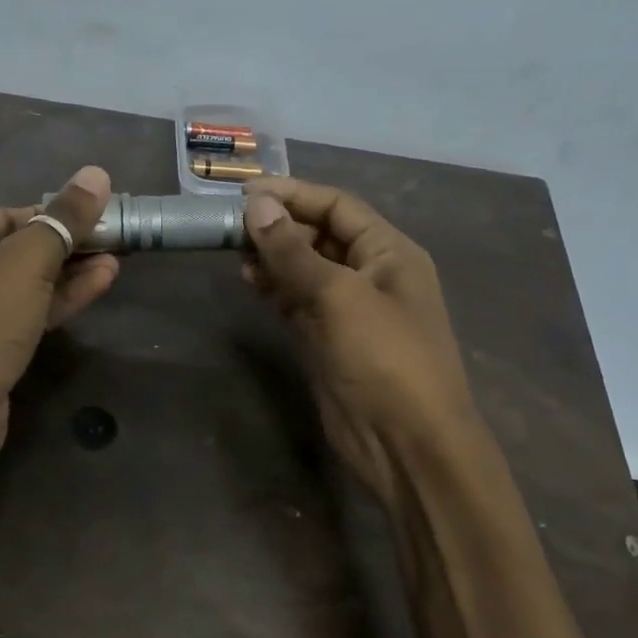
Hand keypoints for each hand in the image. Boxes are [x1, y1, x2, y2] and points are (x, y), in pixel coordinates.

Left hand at [0, 165, 119, 488]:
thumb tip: (96, 174)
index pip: (15, 214)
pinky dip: (63, 300)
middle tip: (119, 239)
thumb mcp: (24, 263)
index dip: (61, 212)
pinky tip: (100, 284)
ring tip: (119, 259)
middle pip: (24, 246)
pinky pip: (31, 312)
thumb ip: (63, 220)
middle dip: (71, 243)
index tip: (106, 214)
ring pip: (30, 282)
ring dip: (73, 272)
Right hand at [242, 178, 475, 507]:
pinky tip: (249, 282)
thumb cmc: (385, 359)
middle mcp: (371, 274)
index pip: (338, 206)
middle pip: (320, 235)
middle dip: (279, 226)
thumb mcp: (340, 296)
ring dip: (272, 257)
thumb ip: (294, 251)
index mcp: (389, 252)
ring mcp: (349, 309)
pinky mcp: (328, 340)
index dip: (293, 194)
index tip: (244, 192)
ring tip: (234, 252)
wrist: (407, 445)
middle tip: (230, 225)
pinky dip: (274, 289)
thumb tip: (256, 206)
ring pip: (305, 269)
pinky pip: (297, 302)